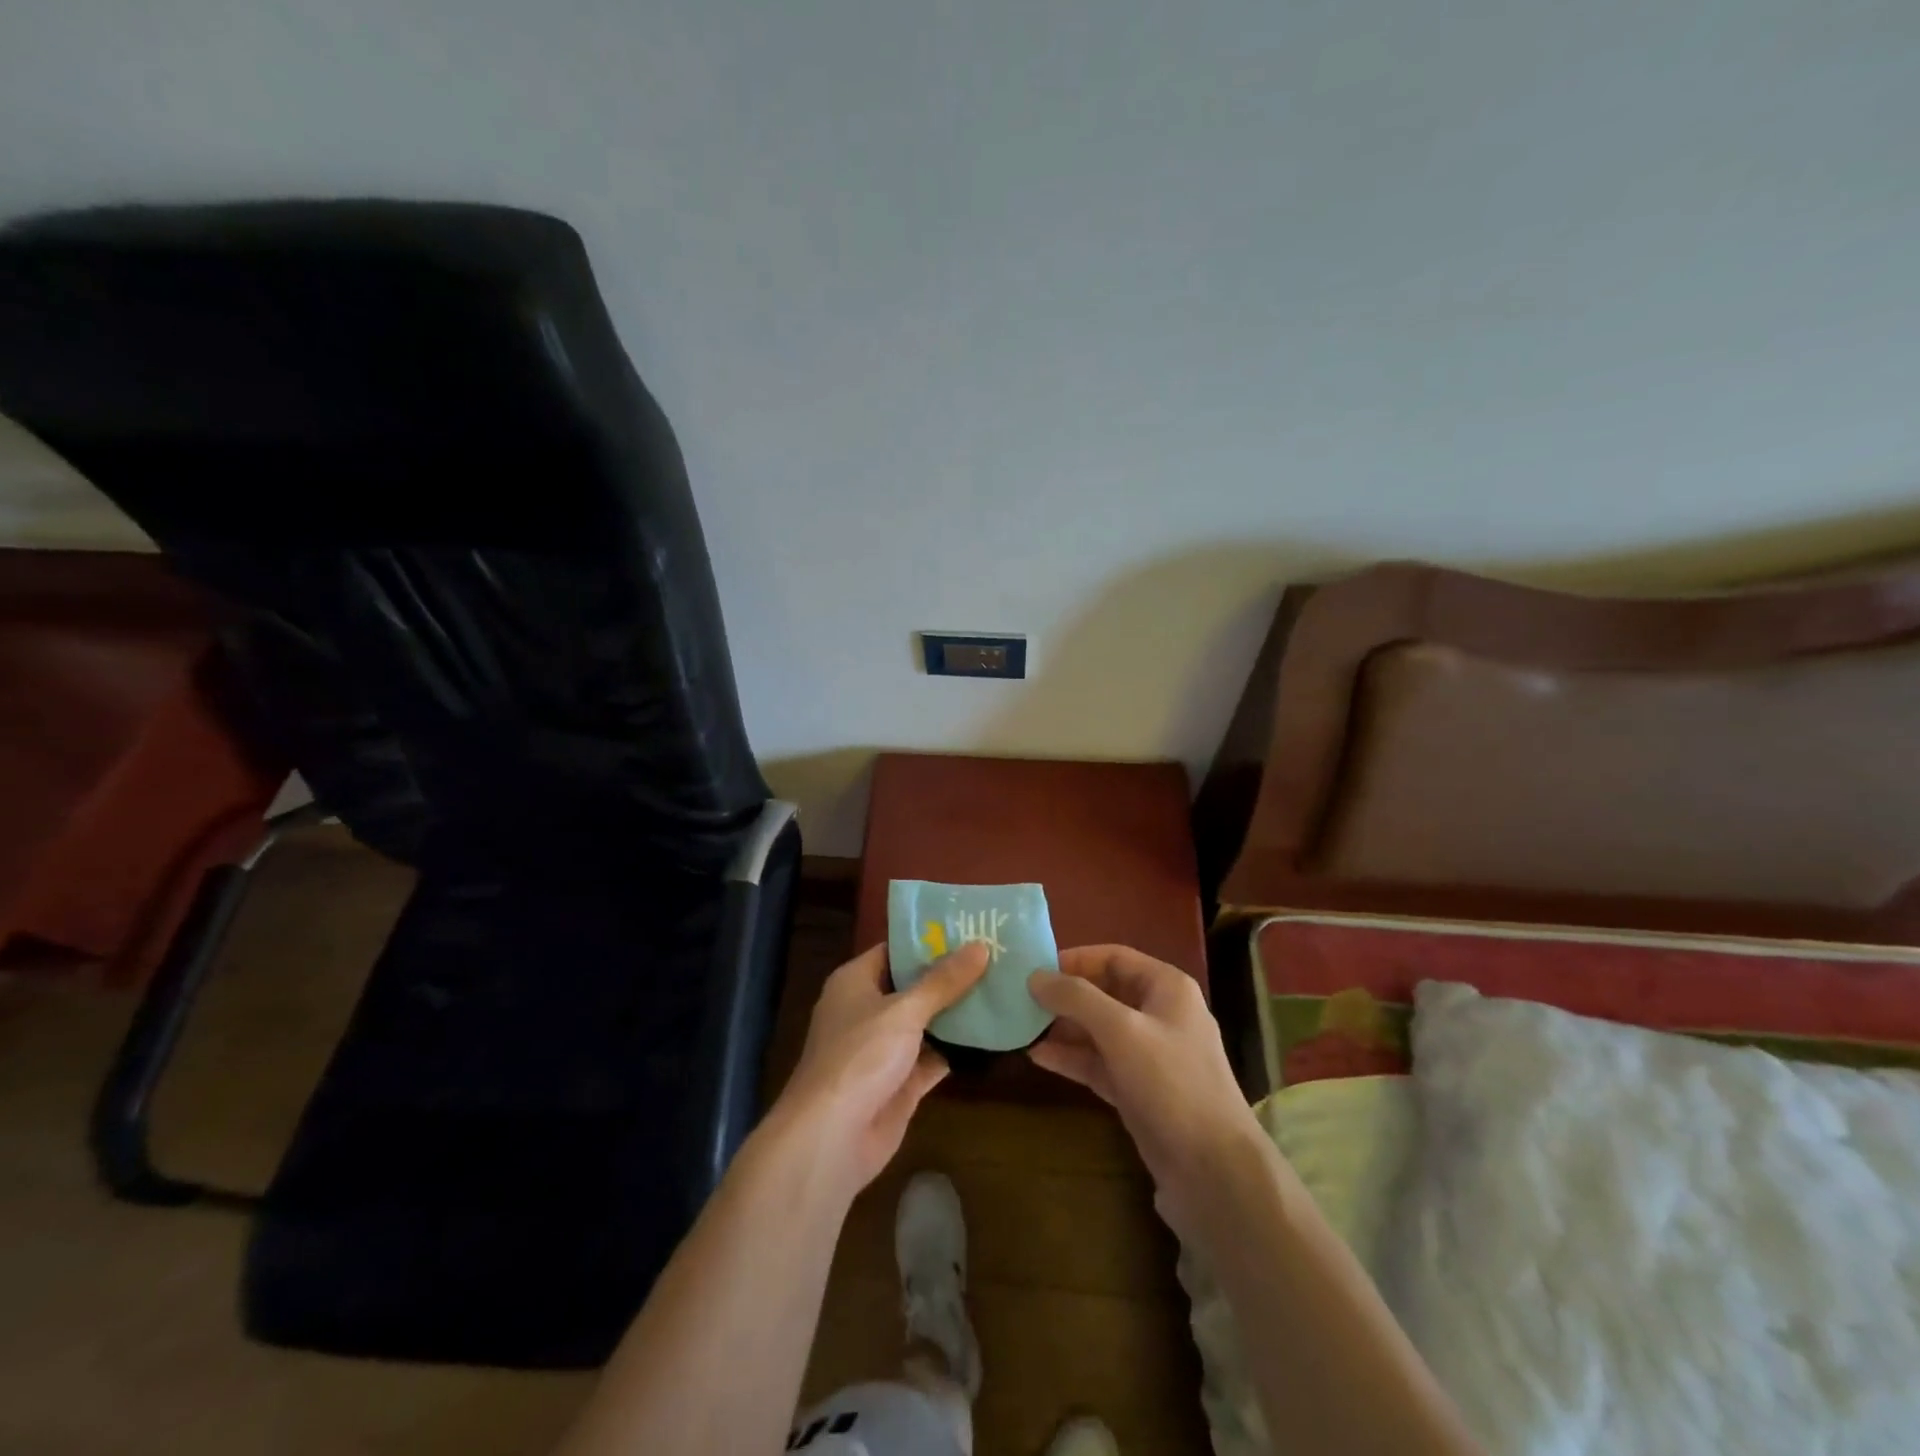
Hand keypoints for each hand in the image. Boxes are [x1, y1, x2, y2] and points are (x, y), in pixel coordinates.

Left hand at [766, 941, 990, 1198]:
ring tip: (1004, 988)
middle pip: (915, 985)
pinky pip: (934, 1057)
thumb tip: (981, 946)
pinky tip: (993, 1035)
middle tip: (998, 956)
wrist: (831, 1138)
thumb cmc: (859, 1057)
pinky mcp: (901, 1082)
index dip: (930, 940)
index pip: (895, 950)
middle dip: (952, 975)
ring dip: (958, 1012)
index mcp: (856, 981)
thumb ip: (943, 981)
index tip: (970, 927)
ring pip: (927, 1022)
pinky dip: (959, 1049)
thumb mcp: (904, 1011)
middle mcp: (868, 1009)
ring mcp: (885, 1048)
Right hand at [1028, 945, 1261, 1240]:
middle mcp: (1159, 1014)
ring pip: (1098, 1030)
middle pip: (1103, 992)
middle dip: (1064, 996)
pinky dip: (1072, 1058)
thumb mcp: (1121, 1031)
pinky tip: (1037, 1057)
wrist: (1213, 1170)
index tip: (1034, 969)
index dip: (1074, 959)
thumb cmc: (1170, 1083)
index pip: (1114, 957)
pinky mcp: (1138, 1090)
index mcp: (1166, 987)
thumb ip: (1076, 998)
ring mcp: (1149, 1055)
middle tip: (1020, 1000)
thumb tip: (1034, 976)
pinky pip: (1099, 1063)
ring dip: (1063, 1028)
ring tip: (1022, 1027)